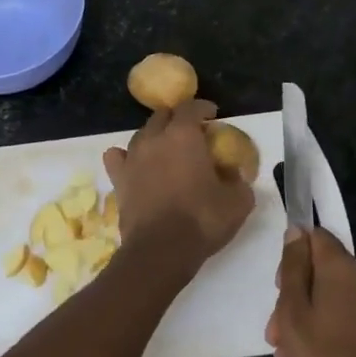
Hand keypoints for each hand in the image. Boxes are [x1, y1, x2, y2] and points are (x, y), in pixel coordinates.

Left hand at [102, 100, 254, 271]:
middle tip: (191, 133)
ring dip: (155, 136)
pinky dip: (126, 156)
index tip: (212, 114)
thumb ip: (238, 180)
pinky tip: (135, 164)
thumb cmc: (203, 220)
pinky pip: (117, 156)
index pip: (191, 107)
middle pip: (163, 116)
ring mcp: (132, 157)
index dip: (202, 107)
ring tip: (166, 150)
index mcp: (184, 135)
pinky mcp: (118, 178)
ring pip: (141, 134)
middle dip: (177, 119)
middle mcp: (154, 138)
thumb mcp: (238, 201)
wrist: (161, 249)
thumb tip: (233, 173)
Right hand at [266, 228, 355, 356]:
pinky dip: (330, 324)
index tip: (280, 287)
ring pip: (333, 294)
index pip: (315, 236)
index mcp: (343, 266)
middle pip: (322, 269)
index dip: (292, 257)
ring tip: (290, 351)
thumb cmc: (323, 354)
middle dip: (296, 295)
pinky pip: (349, 311)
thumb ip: (293, 267)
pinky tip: (313, 354)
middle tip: (277, 332)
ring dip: (309, 314)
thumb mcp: (293, 310)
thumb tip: (295, 231)